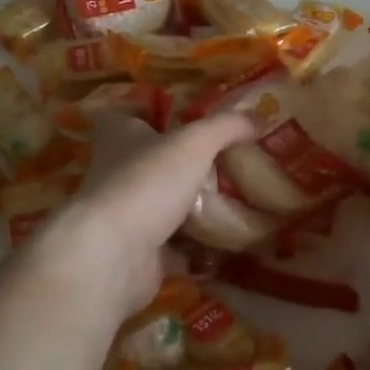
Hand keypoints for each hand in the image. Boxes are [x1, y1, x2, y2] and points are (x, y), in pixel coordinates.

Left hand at [30, 111, 255, 326]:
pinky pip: (176, 250)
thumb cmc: (147, 182)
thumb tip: (256, 118)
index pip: (123, 117)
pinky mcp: (138, 255)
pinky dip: (199, 251)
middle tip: (226, 165)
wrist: (113, 255)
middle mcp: (116, 174)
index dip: (144, 113)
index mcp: (119, 138)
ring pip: (164, 208)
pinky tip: (229, 247)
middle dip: (182, 166)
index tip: (175, 117)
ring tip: (237, 206)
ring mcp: (125, 218)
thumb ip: (226, 127)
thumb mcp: (194, 142)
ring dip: (194, 211)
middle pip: (149, 164)